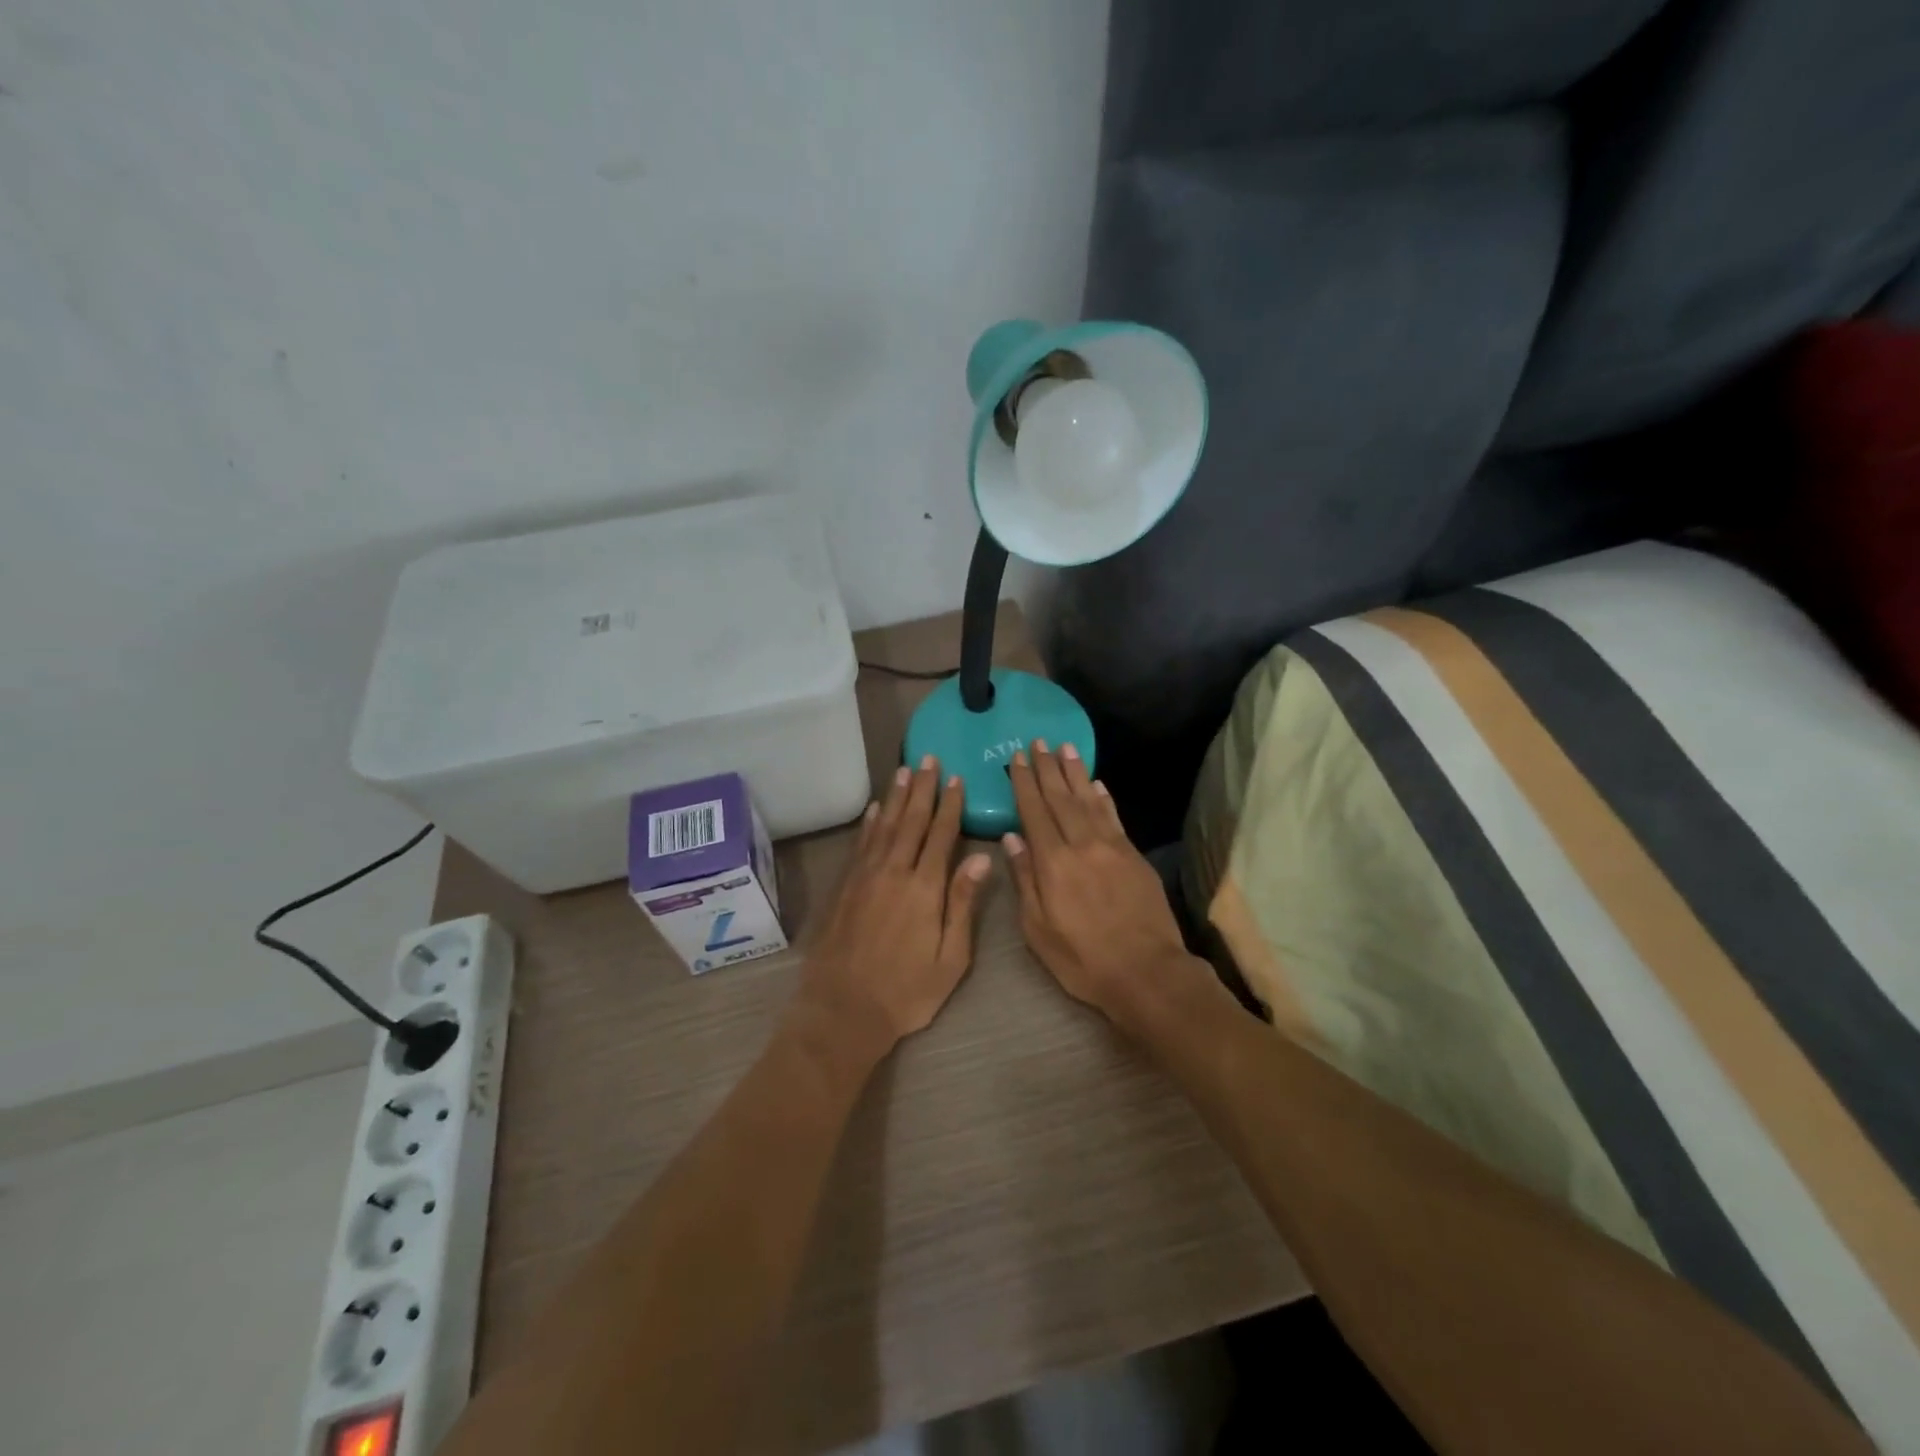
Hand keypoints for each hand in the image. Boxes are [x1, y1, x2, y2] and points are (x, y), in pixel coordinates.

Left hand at [797, 756, 991, 1059]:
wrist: (843, 1010)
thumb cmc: (906, 991)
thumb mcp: (950, 958)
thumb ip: (963, 904)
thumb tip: (981, 858)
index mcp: (924, 888)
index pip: (941, 835)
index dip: (950, 805)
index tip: (957, 778)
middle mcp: (893, 872)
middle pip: (912, 821)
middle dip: (923, 788)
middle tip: (930, 759)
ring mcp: (865, 877)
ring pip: (885, 826)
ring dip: (897, 796)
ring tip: (906, 770)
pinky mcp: (845, 887)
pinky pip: (861, 844)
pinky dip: (871, 823)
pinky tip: (877, 809)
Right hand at [1003, 740, 1207, 1029]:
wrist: (1147, 973)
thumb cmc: (1083, 959)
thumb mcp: (1038, 930)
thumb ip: (1025, 880)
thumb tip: (1012, 838)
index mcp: (1053, 862)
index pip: (1034, 811)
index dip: (1025, 783)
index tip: (1018, 758)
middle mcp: (1082, 845)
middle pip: (1061, 798)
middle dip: (1048, 768)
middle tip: (1039, 741)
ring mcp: (1112, 847)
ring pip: (1089, 800)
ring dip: (1075, 773)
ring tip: (1066, 748)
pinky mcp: (1134, 856)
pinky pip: (1114, 817)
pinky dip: (1103, 797)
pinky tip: (1097, 783)